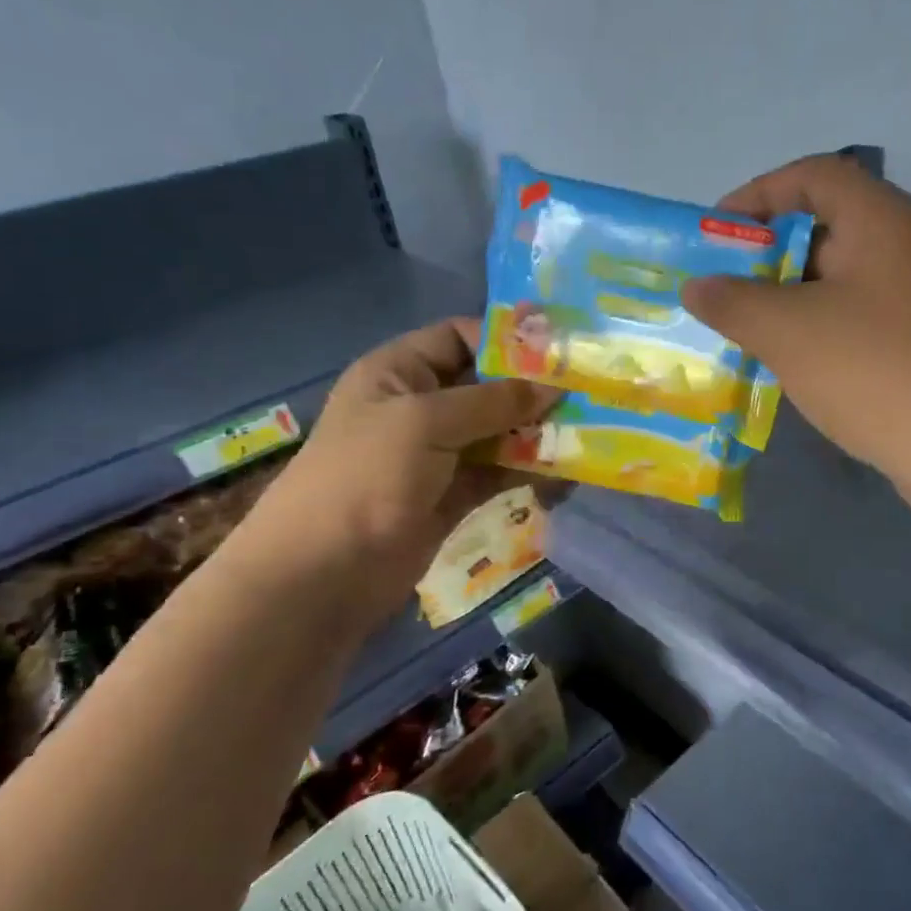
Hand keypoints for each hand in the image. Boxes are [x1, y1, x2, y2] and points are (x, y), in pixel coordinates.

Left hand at [240, 319, 558, 608]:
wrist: (323, 573)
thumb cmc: (366, 477)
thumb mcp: (427, 422)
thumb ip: (494, 401)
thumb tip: (554, 386)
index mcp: (399, 372)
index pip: (460, 337)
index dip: (507, 340)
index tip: (560, 353)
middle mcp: (420, 406)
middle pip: (487, 385)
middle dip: (533, 390)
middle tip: (587, 395)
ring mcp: (438, 453)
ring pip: (499, 431)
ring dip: (538, 433)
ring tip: (587, 434)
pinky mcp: (454, 494)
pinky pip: (501, 471)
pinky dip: (531, 471)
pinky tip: (569, 474)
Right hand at [681, 155, 910, 480]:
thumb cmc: (874, 370)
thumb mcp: (788, 330)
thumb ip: (733, 301)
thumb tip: (698, 285)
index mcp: (882, 220)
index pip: (813, 176)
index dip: (758, 196)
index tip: (717, 235)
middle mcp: (909, 247)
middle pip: (829, 227)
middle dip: (769, 256)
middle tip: (724, 291)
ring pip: (843, 280)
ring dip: (792, 299)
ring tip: (748, 331)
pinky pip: (862, 319)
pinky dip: (822, 330)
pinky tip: (795, 365)